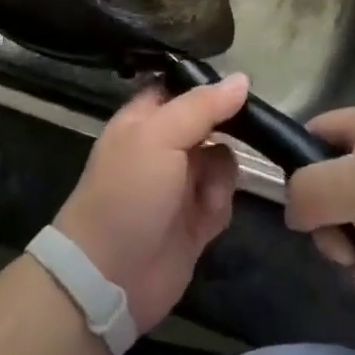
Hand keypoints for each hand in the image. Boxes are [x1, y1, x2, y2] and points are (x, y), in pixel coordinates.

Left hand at [54, 74, 248, 332]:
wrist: (109, 276)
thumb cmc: (128, 192)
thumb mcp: (160, 136)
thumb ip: (202, 106)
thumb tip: (243, 79)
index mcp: (146, 118)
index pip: (184, 89)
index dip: (211, 86)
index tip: (242, 88)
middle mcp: (165, 146)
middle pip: (211, 123)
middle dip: (226, 132)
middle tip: (245, 135)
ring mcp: (181, 184)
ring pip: (223, 160)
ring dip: (221, 175)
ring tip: (206, 193)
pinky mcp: (196, 220)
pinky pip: (223, 198)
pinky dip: (219, 204)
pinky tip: (205, 217)